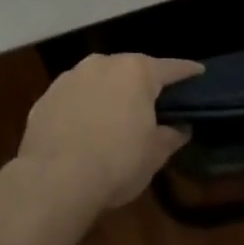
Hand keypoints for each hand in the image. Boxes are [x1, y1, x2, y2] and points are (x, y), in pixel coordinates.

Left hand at [18, 53, 204, 211]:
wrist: (54, 180)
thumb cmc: (116, 163)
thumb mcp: (154, 154)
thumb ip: (171, 135)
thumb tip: (181, 128)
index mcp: (136, 72)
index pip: (170, 68)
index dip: (187, 72)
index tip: (198, 72)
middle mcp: (102, 64)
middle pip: (130, 69)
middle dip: (142, 83)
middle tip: (152, 102)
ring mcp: (70, 78)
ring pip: (98, 80)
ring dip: (109, 94)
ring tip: (114, 117)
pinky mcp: (46, 97)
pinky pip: (73, 98)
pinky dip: (82, 108)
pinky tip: (83, 130)